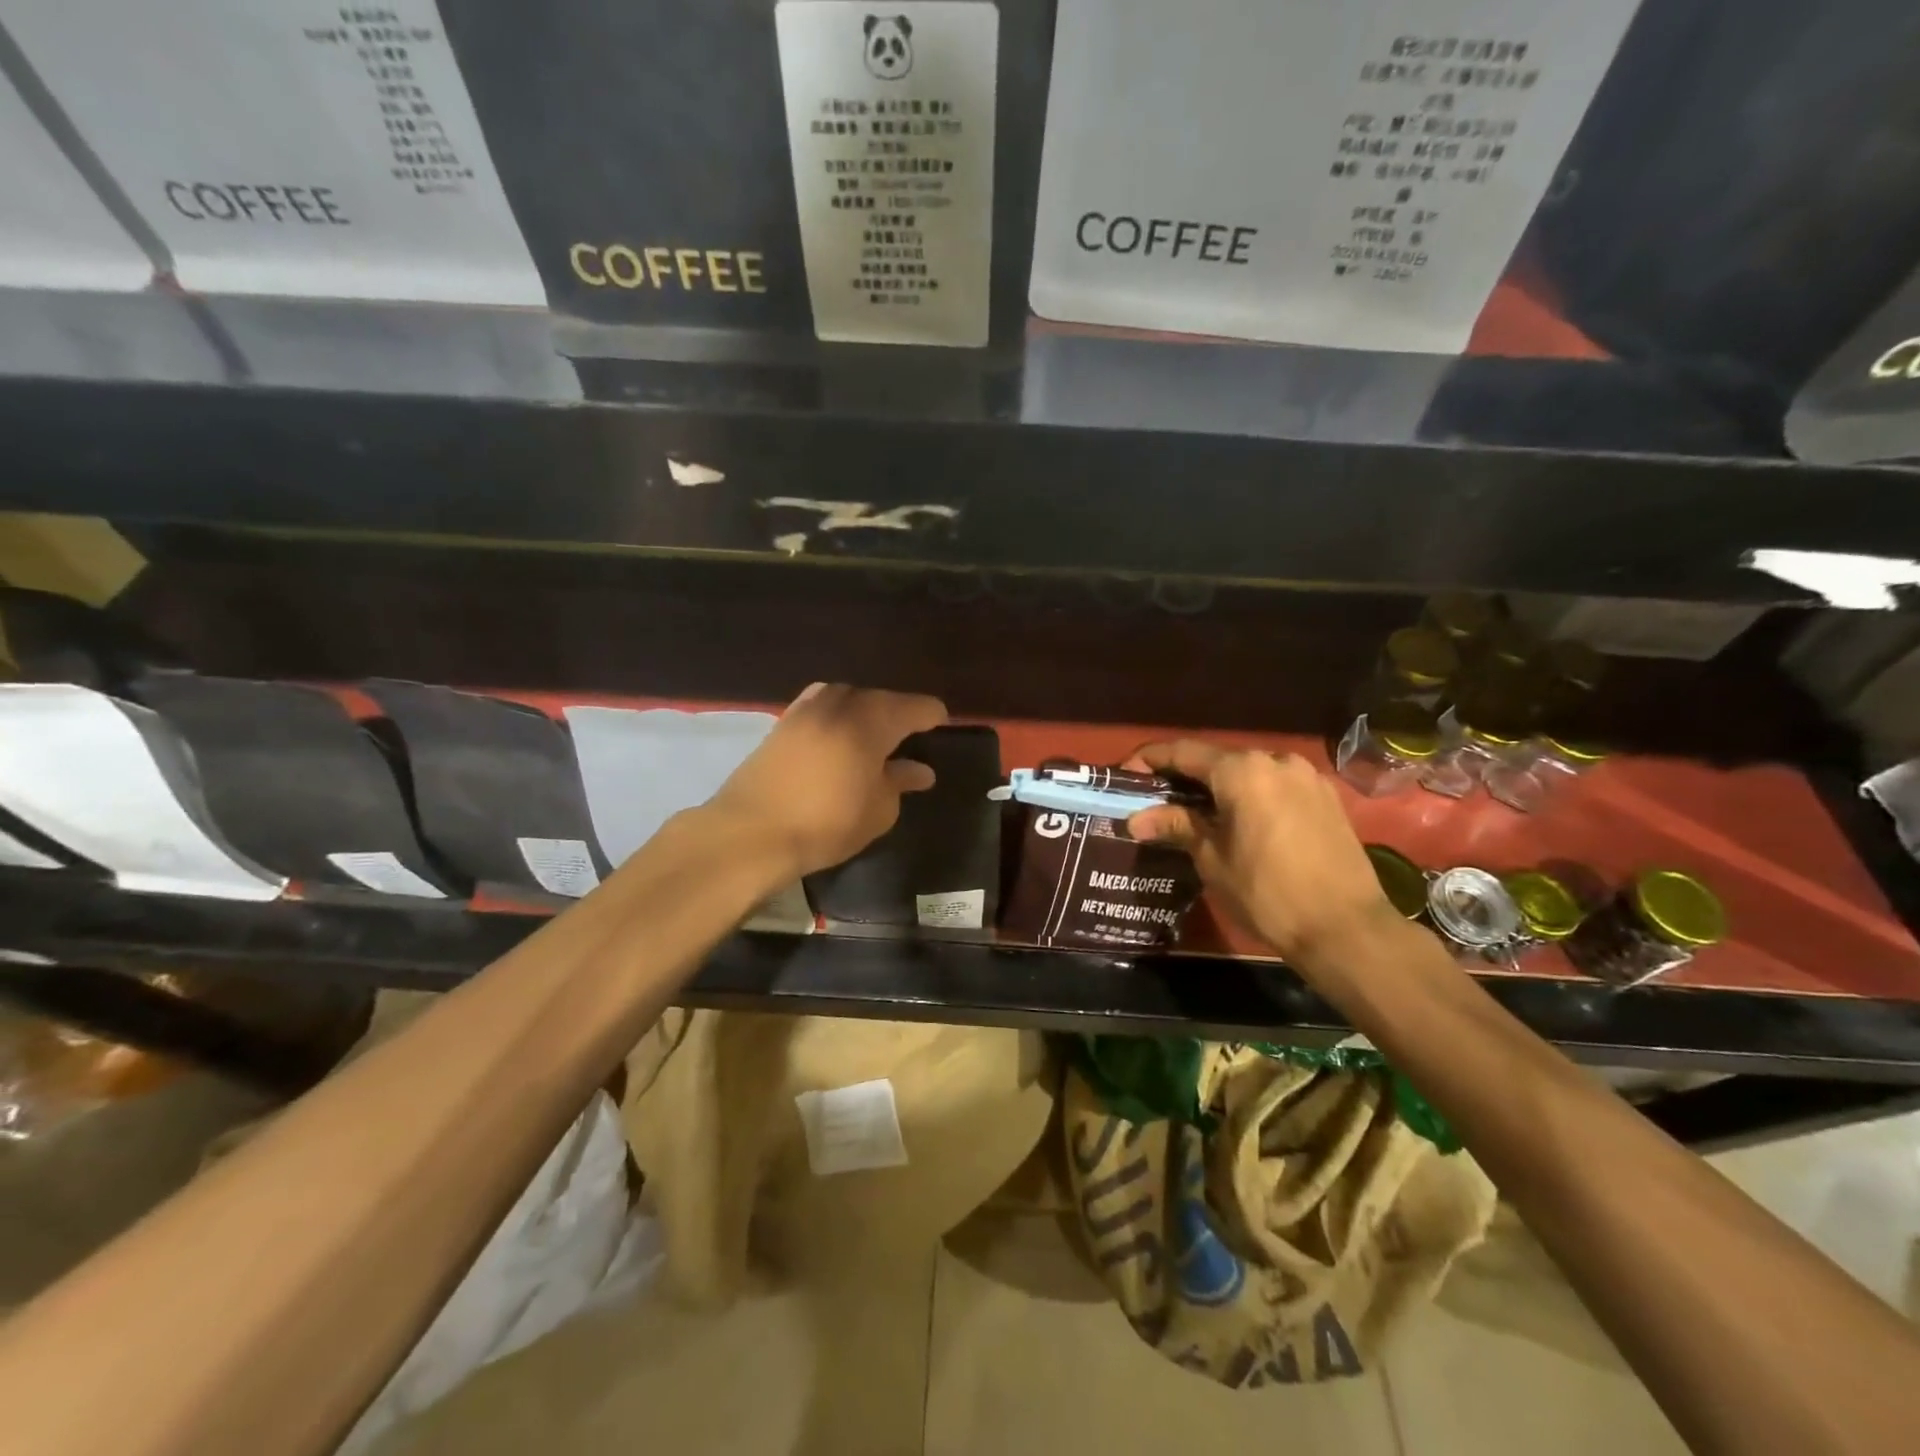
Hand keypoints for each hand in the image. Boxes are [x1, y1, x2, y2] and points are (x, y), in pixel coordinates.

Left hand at [708, 683, 947, 879]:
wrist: (751, 832)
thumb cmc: (826, 824)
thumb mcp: (878, 810)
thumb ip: (900, 783)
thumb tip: (920, 770)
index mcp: (871, 722)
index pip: (913, 707)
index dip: (932, 715)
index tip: (943, 724)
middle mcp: (840, 705)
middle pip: (879, 698)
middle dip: (898, 711)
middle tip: (911, 733)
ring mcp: (806, 710)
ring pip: (847, 697)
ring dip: (865, 709)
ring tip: (873, 732)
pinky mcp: (781, 723)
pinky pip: (820, 706)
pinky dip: (836, 714)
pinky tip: (837, 734)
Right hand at [1125, 741, 1397, 969]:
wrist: (1346, 928)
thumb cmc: (1267, 893)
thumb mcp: (1212, 859)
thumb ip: (1176, 826)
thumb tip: (1136, 818)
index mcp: (1242, 770)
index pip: (1182, 752)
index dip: (1149, 760)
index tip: (1125, 777)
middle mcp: (1275, 760)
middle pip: (1216, 760)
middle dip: (1184, 777)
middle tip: (1157, 802)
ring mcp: (1306, 777)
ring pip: (1248, 773)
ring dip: (1219, 788)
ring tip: (1198, 815)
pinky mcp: (1326, 797)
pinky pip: (1275, 786)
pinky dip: (1251, 796)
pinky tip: (1240, 822)